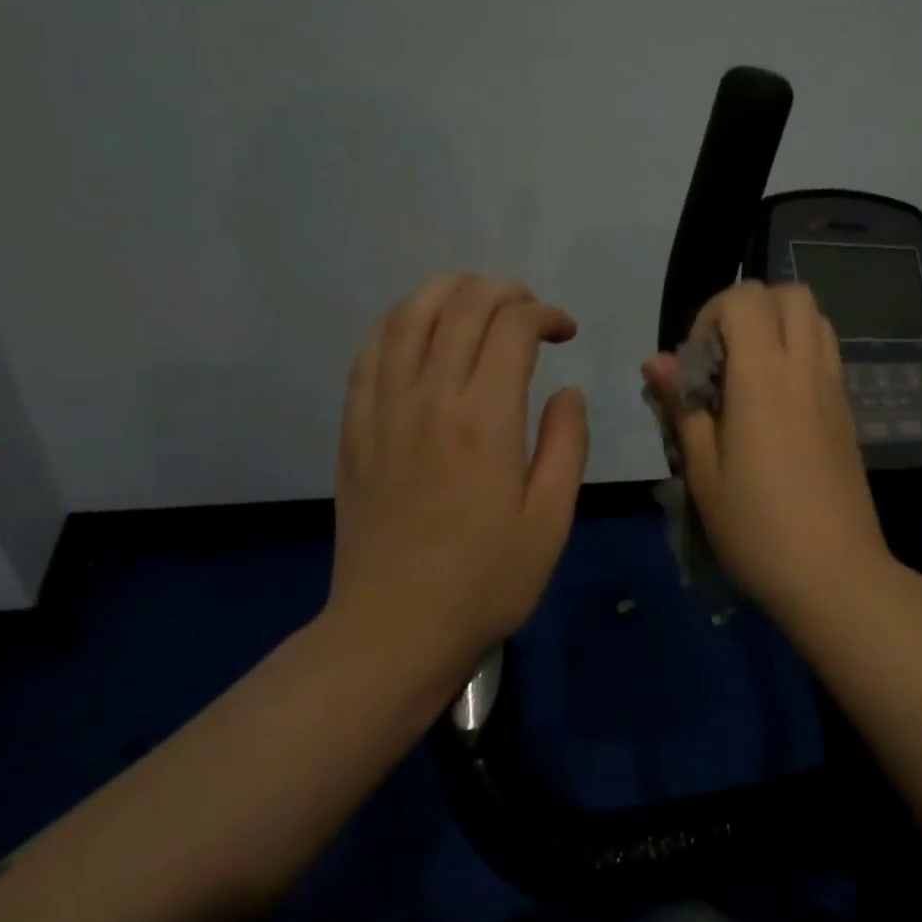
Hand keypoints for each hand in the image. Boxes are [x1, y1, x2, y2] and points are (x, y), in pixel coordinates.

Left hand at [330, 273, 588, 678]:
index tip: (565, 333)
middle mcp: (429, 398)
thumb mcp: (550, 521)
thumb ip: (565, 445)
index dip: (545, 314)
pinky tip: (419, 328)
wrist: (392, 630)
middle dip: (504, 291)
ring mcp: (383, 408)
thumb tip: (566, 392)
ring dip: (448, 291)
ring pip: (408, 315)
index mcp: (484, 419)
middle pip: (462, 305)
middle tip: (530, 310)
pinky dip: (399, 321)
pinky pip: (370, 351)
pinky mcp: (355, 427)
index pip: (512, 326)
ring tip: (477, 301)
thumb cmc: (485, 581)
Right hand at [643, 282, 892, 611]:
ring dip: (780, 325)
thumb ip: (681, 405)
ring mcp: (834, 388)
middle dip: (750, 307)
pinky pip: (827, 353)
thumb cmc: (756, 527)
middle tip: (724, 356)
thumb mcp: (703, 470)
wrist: (835, 575)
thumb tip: (656, 360)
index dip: (712, 314)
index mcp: (764, 377)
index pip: (746, 299)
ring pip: (816, 318)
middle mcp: (806, 368)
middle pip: (791, 293)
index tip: (696, 362)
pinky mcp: (848, 411)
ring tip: (751, 372)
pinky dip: (801, 351)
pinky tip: (778, 402)